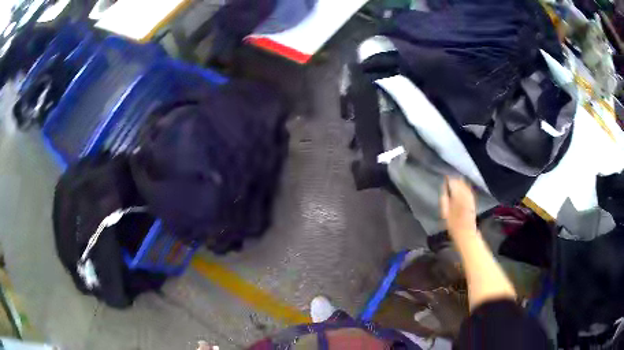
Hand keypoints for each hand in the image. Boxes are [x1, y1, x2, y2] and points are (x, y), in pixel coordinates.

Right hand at [440, 177, 477, 238]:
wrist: (466, 232)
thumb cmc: (453, 225)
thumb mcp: (445, 213)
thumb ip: (444, 200)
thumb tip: (444, 190)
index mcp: (456, 197)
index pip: (453, 184)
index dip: (449, 180)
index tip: (445, 178)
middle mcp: (464, 196)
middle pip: (460, 183)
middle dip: (455, 180)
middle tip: (450, 178)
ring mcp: (470, 198)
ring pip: (465, 186)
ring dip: (461, 182)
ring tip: (457, 180)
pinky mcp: (473, 201)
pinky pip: (469, 191)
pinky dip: (466, 187)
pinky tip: (464, 187)